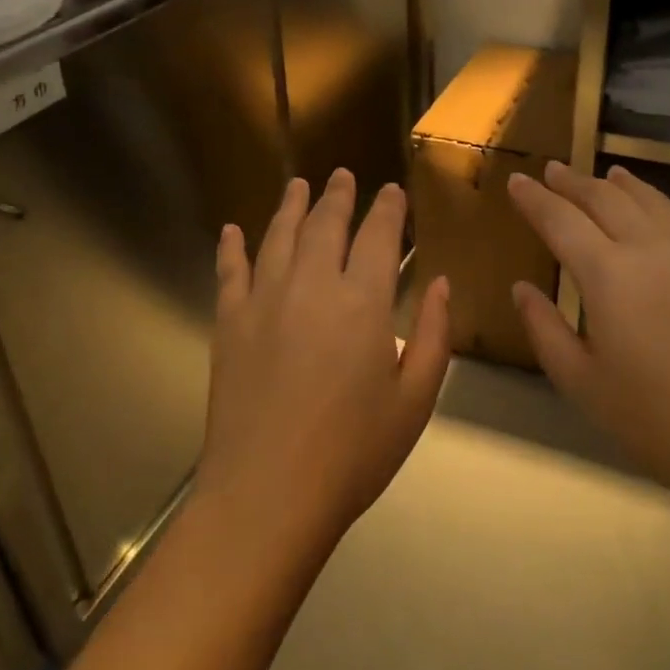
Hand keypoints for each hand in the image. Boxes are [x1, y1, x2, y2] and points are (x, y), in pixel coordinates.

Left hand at [198, 170, 451, 557]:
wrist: (268, 494)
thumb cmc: (353, 453)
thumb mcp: (416, 400)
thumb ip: (435, 335)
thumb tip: (440, 284)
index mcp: (363, 302)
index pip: (379, 236)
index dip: (387, 209)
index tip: (392, 191)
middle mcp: (313, 285)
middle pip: (326, 224)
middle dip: (338, 196)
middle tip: (342, 176)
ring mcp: (264, 300)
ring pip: (279, 235)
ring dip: (291, 206)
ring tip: (298, 185)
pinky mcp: (230, 322)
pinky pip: (231, 271)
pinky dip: (232, 247)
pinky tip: (232, 230)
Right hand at [506, 162, 669, 520]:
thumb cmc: (655, 420)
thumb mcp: (580, 382)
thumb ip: (544, 328)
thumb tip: (521, 288)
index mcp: (606, 273)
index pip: (559, 219)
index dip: (534, 198)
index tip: (516, 181)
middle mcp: (650, 247)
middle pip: (605, 198)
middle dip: (573, 181)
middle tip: (553, 170)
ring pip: (654, 201)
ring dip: (626, 185)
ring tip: (610, 174)